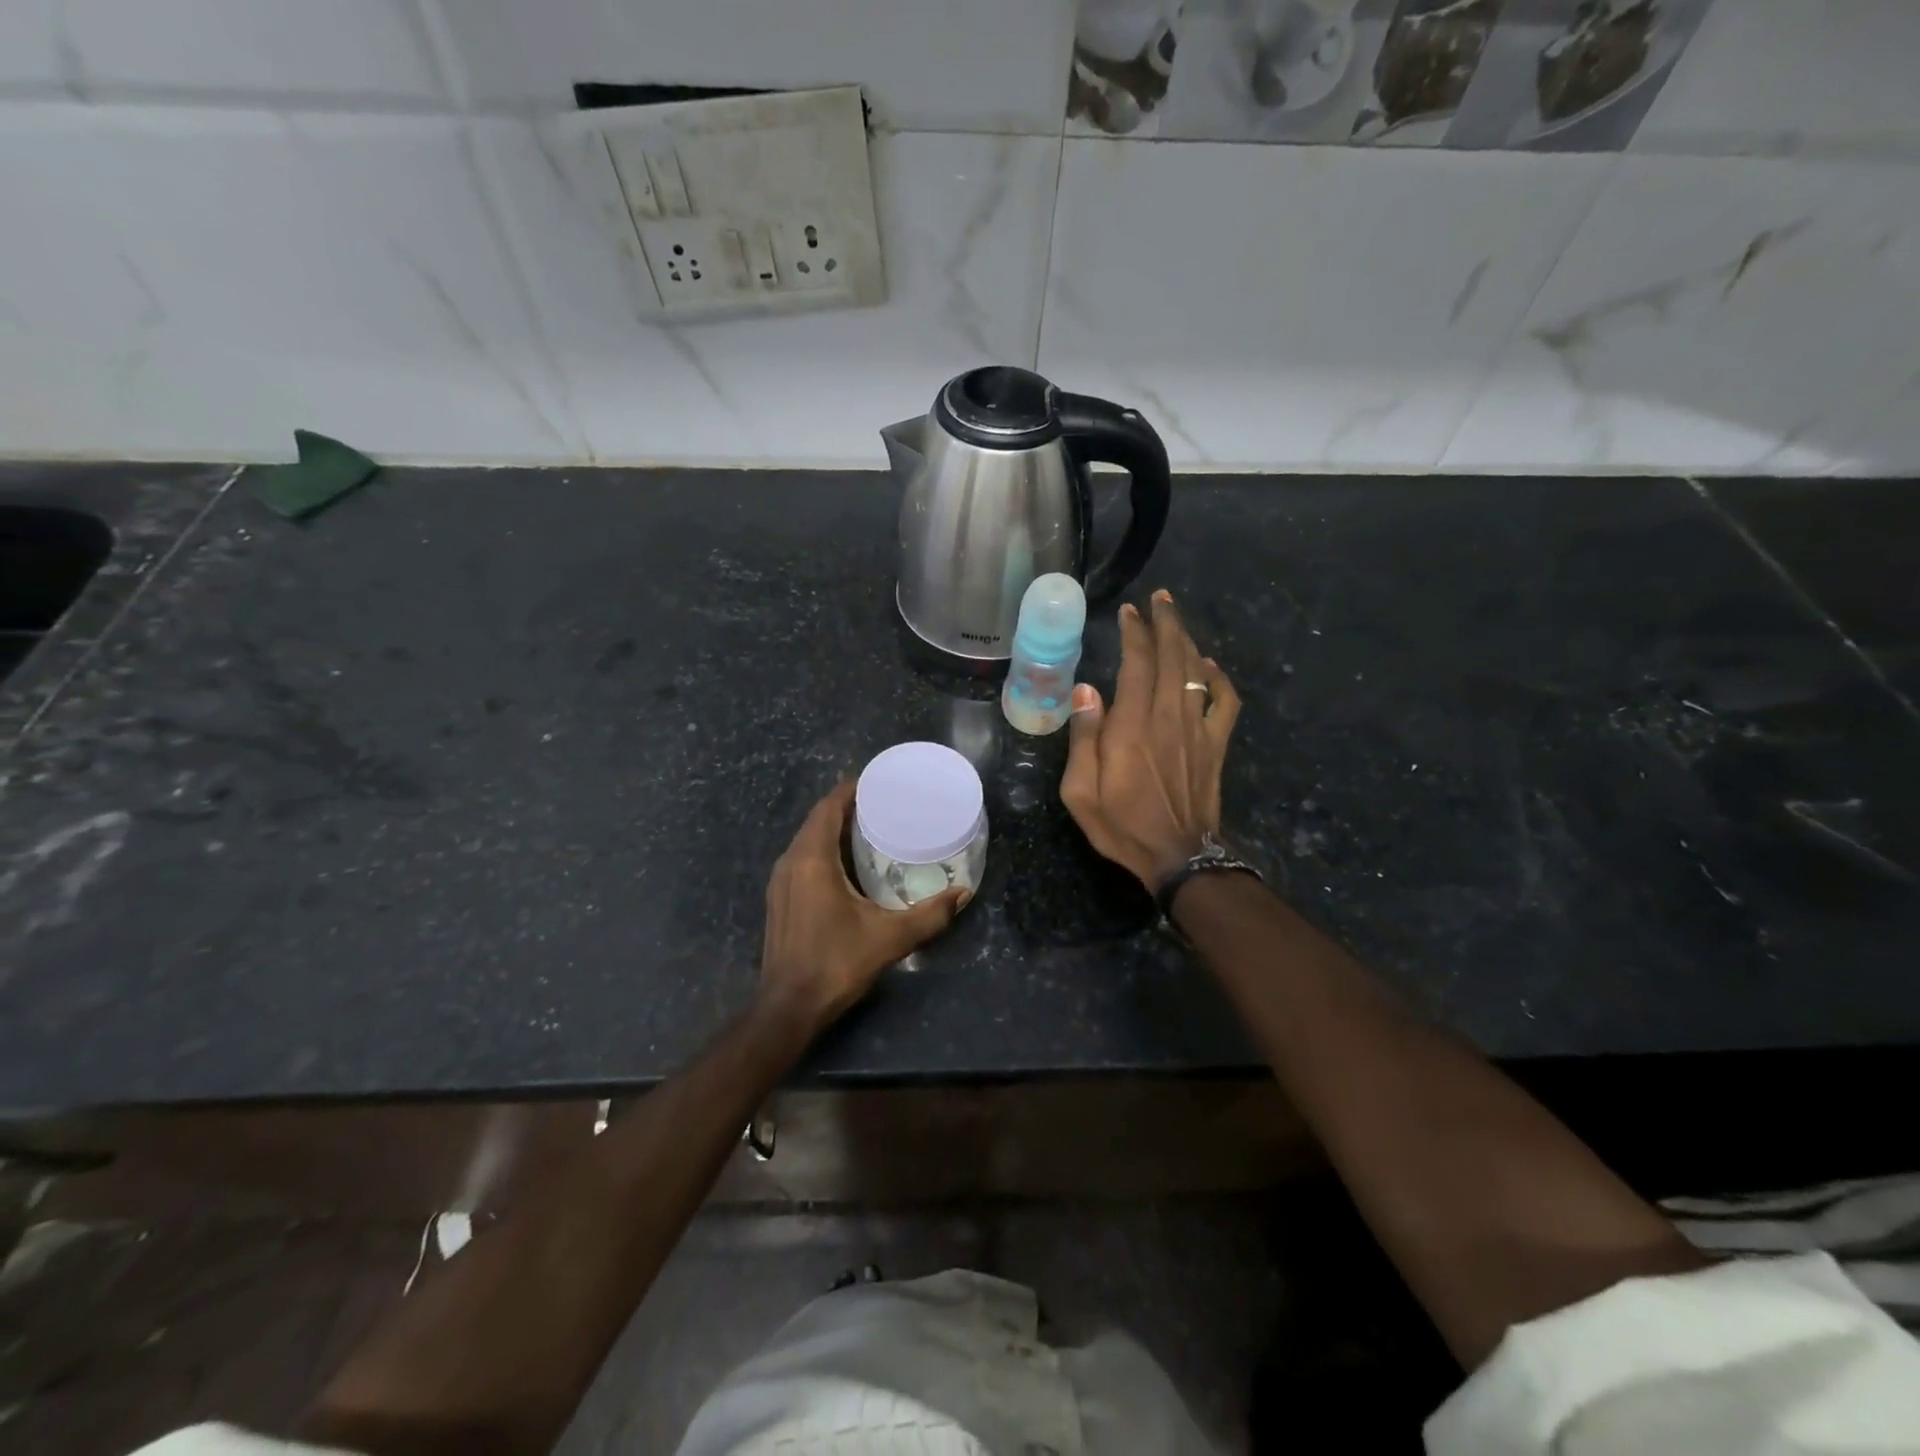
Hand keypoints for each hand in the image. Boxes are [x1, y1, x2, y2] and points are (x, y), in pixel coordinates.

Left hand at [759, 781, 969, 1033]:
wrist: (788, 1008)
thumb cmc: (835, 964)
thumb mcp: (889, 938)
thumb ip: (929, 915)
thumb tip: (963, 894)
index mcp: (812, 860)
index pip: (828, 808)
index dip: (850, 790)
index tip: (878, 782)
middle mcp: (790, 863)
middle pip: (817, 820)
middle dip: (846, 807)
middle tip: (882, 804)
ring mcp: (780, 882)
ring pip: (807, 840)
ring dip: (833, 828)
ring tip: (869, 828)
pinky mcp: (779, 899)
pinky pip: (802, 858)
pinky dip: (823, 849)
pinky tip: (847, 864)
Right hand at [1061, 589, 1240, 891]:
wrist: (1178, 857)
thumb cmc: (1121, 825)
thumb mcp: (1080, 791)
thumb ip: (1083, 738)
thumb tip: (1085, 690)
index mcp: (1132, 726)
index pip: (1137, 663)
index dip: (1134, 632)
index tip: (1128, 612)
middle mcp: (1168, 717)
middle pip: (1172, 656)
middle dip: (1165, 622)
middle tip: (1159, 598)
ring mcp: (1197, 729)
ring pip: (1196, 671)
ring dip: (1186, 640)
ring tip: (1175, 619)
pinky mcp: (1216, 744)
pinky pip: (1225, 701)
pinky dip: (1218, 677)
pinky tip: (1207, 666)